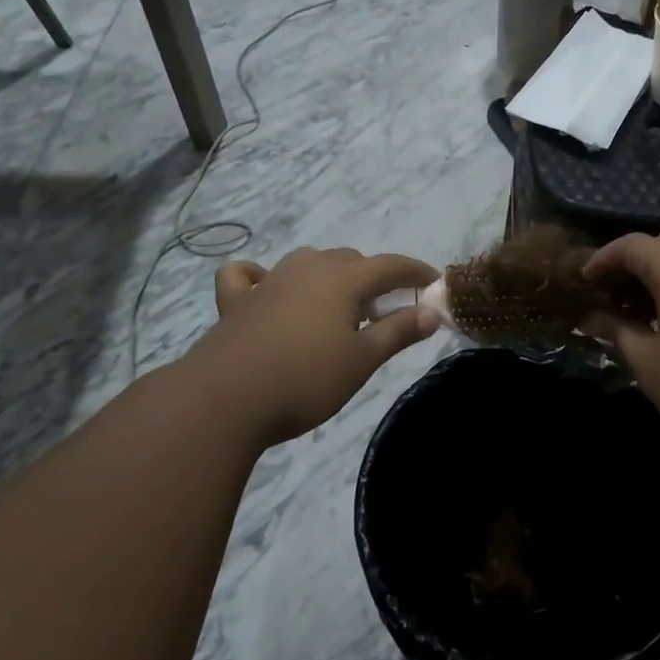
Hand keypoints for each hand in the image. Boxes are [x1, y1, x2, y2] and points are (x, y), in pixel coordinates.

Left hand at [195, 247, 440, 446]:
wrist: (226, 399)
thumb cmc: (306, 380)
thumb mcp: (362, 360)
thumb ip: (398, 332)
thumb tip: (431, 313)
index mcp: (342, 280)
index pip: (389, 265)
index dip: (414, 272)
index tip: (433, 282)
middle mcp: (306, 270)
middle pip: (349, 260)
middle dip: (373, 277)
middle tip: (386, 309)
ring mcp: (268, 282)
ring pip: (307, 262)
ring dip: (329, 275)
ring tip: (338, 305)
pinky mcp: (235, 302)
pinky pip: (248, 276)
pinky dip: (262, 276)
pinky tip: (266, 287)